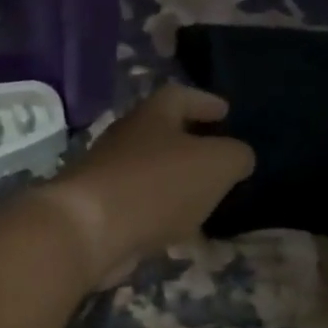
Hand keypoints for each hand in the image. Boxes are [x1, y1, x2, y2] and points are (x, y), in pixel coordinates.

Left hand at [39, 85, 254, 285]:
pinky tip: (180, 231)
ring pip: (151, 174)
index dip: (205, 102)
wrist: (88, 231)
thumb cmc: (157, 185)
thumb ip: (236, 156)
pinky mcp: (100, 214)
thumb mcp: (216, 164)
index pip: (181, 96)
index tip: (226, 111)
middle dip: (191, 145)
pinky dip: (161, 215)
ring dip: (177, 184)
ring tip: (206, 199)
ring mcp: (109, 177)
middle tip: (219, 159)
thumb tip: (239, 158)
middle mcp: (126, 140)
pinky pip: (140, 208)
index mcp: (152, 115)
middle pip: (162, 135)